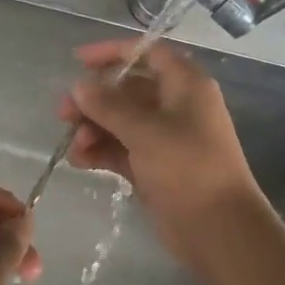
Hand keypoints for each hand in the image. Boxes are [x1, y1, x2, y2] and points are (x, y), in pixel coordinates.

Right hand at [57, 39, 263, 268]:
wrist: (220, 231)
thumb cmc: (188, 168)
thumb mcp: (145, 131)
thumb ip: (108, 105)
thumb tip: (79, 85)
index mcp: (185, 85)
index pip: (147, 53)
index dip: (113, 52)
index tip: (79, 61)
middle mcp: (176, 105)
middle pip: (128, 89)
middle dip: (95, 99)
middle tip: (64, 113)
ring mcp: (165, 138)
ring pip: (121, 121)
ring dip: (94, 128)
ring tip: (74, 145)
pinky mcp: (155, 167)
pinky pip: (122, 148)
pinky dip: (102, 151)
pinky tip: (80, 161)